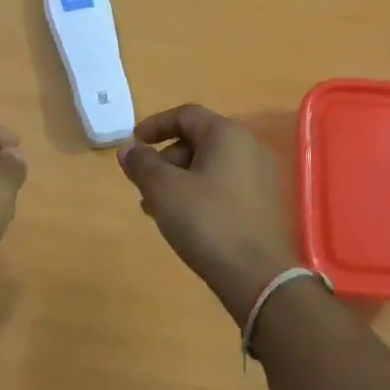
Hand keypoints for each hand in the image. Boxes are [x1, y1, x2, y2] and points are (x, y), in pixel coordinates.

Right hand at [117, 104, 300, 322]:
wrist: (256, 275)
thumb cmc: (206, 222)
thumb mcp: (164, 190)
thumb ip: (142, 164)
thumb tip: (128, 150)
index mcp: (227, 135)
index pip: (186, 115)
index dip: (155, 125)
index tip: (133, 144)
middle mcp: (248, 148)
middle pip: (198, 140)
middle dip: (165, 157)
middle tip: (142, 182)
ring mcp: (259, 177)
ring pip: (209, 165)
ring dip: (178, 178)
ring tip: (154, 206)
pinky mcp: (261, 204)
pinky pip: (222, 185)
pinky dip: (197, 192)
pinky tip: (181, 219)